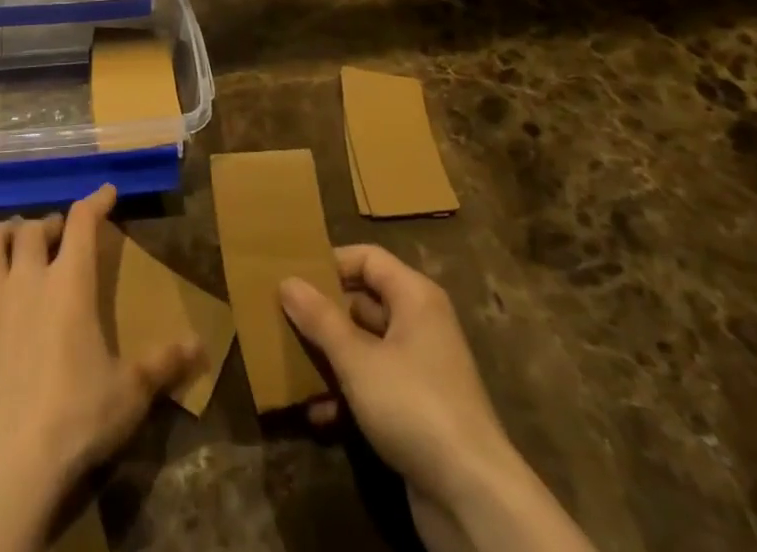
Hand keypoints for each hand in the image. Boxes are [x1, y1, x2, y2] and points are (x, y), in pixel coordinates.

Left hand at [0, 185, 203, 551]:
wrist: (5, 465)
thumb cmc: (74, 421)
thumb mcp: (129, 394)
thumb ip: (163, 363)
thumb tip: (201, 345)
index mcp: (71, 283)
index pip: (84, 222)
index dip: (96, 201)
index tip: (105, 192)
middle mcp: (28, 277)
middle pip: (34, 228)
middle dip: (48, 224)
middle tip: (55, 237)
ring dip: (4, 234)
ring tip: (12, 243)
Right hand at [281, 246, 595, 551]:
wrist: (473, 497)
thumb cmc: (414, 405)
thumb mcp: (357, 359)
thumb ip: (320, 319)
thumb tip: (287, 281)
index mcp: (414, 297)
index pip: (367, 258)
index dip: (331, 263)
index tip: (292, 276)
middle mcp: (420, 324)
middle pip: (364, 301)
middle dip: (324, 312)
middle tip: (282, 317)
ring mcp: (421, 368)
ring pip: (366, 345)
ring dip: (331, 356)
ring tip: (289, 363)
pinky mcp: (418, 409)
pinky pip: (374, 384)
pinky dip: (347, 393)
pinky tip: (317, 412)